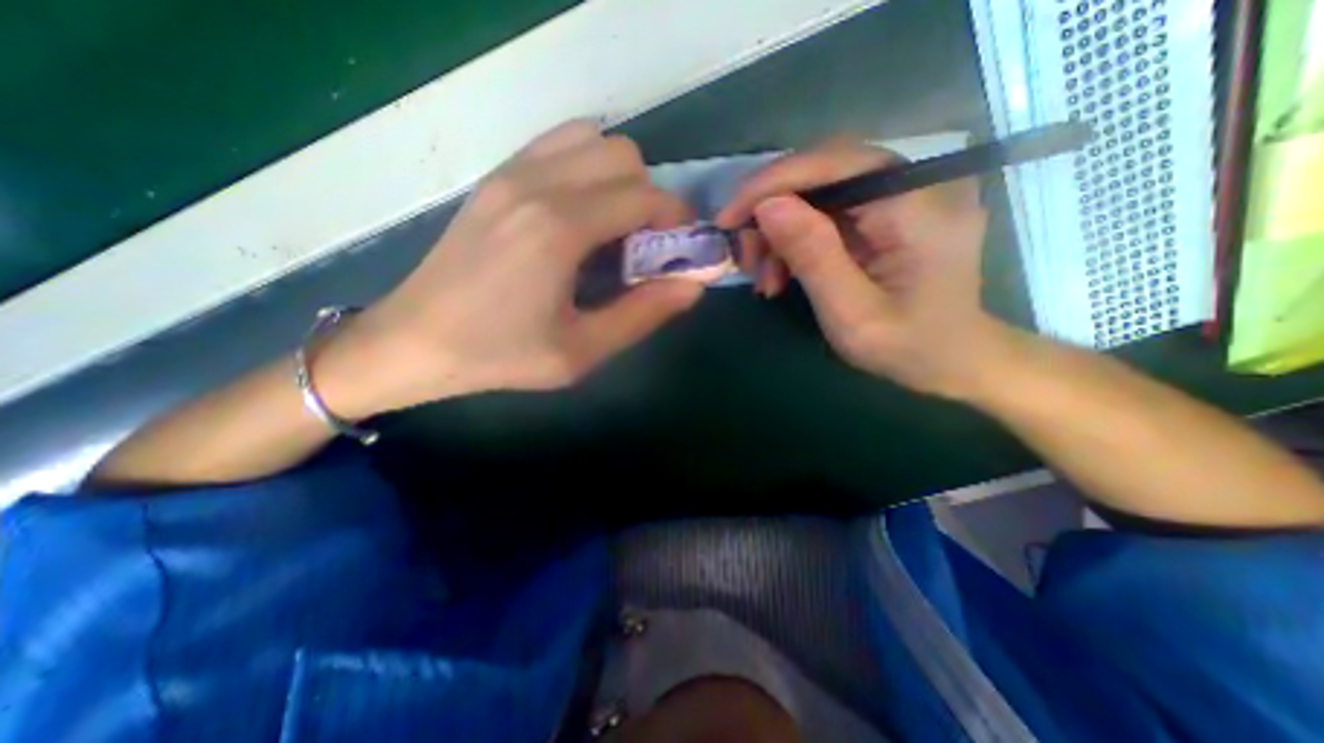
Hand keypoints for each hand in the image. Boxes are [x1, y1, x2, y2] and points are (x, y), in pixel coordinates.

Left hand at [320, 120, 701, 414]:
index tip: (681, 246)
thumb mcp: (581, 351)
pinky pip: (557, 146)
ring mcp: (510, 173)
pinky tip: (580, 213)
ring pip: (592, 140)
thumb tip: (692, 285)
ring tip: (613, 226)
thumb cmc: (501, 353)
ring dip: (618, 178)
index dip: (675, 218)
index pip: (643, 197)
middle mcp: (537, 184)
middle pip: (623, 156)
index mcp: (559, 229)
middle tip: (645, 243)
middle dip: (650, 196)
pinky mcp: (495, 178)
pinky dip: (585, 167)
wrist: (414, 341)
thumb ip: (643, 315)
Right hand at [719, 138, 998, 395]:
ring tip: (765, 279)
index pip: (835, 164)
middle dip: (771, 212)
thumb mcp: (852, 313)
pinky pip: (827, 214)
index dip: (773, 183)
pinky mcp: (886, 215)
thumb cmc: (908, 347)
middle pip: (823, 173)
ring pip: (818, 194)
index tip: (728, 217)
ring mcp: (901, 199)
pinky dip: (795, 242)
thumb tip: (767, 206)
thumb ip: (814, 256)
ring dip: (779, 233)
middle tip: (745, 257)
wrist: (952, 360)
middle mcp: (914, 186)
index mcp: (917, 207)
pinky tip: (782, 275)